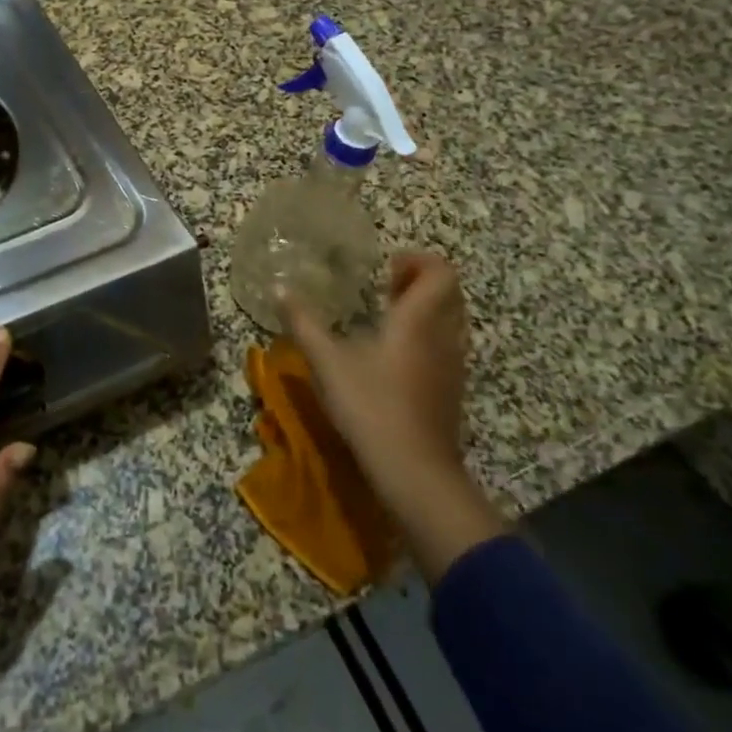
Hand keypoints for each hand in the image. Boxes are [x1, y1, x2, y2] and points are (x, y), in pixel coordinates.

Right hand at [284, 252, 504, 584]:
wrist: (415, 471)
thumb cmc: (371, 406)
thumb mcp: (326, 361)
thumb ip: (303, 322)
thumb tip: (278, 288)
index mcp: (418, 320)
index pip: (440, 271)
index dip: (417, 260)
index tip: (386, 267)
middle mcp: (444, 336)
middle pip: (450, 292)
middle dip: (420, 281)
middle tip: (385, 286)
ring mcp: (453, 365)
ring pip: (451, 320)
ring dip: (425, 309)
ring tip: (388, 317)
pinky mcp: (452, 390)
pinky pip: (447, 346)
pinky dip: (427, 336)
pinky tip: (394, 356)